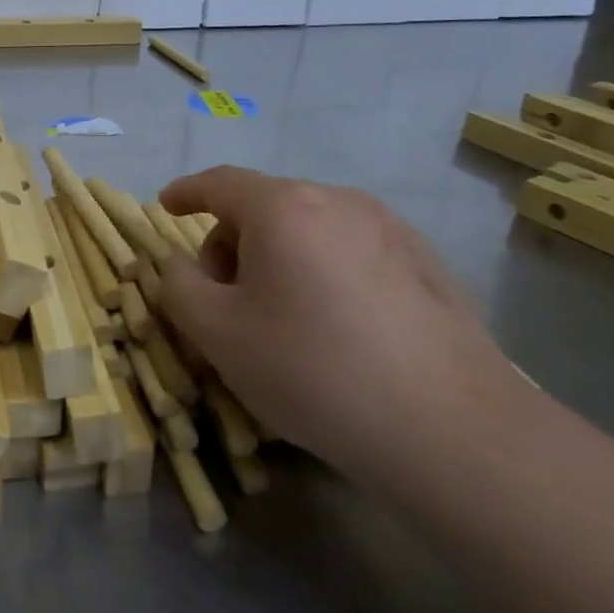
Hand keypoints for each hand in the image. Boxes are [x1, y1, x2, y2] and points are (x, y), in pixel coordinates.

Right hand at [158, 168, 522, 479]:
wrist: (448, 429)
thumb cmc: (312, 369)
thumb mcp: (217, 333)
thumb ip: (178, 286)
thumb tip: (181, 265)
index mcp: (283, 207)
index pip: (219, 183)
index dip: (186, 192)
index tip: (166, 205)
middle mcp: (338, 201)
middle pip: (264, 208)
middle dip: (231, 244)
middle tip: (225, 302)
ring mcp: (390, 229)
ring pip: (310, 230)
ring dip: (278, 259)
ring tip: (282, 319)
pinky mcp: (427, 264)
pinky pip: (351, 252)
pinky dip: (323, 272)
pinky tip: (337, 328)